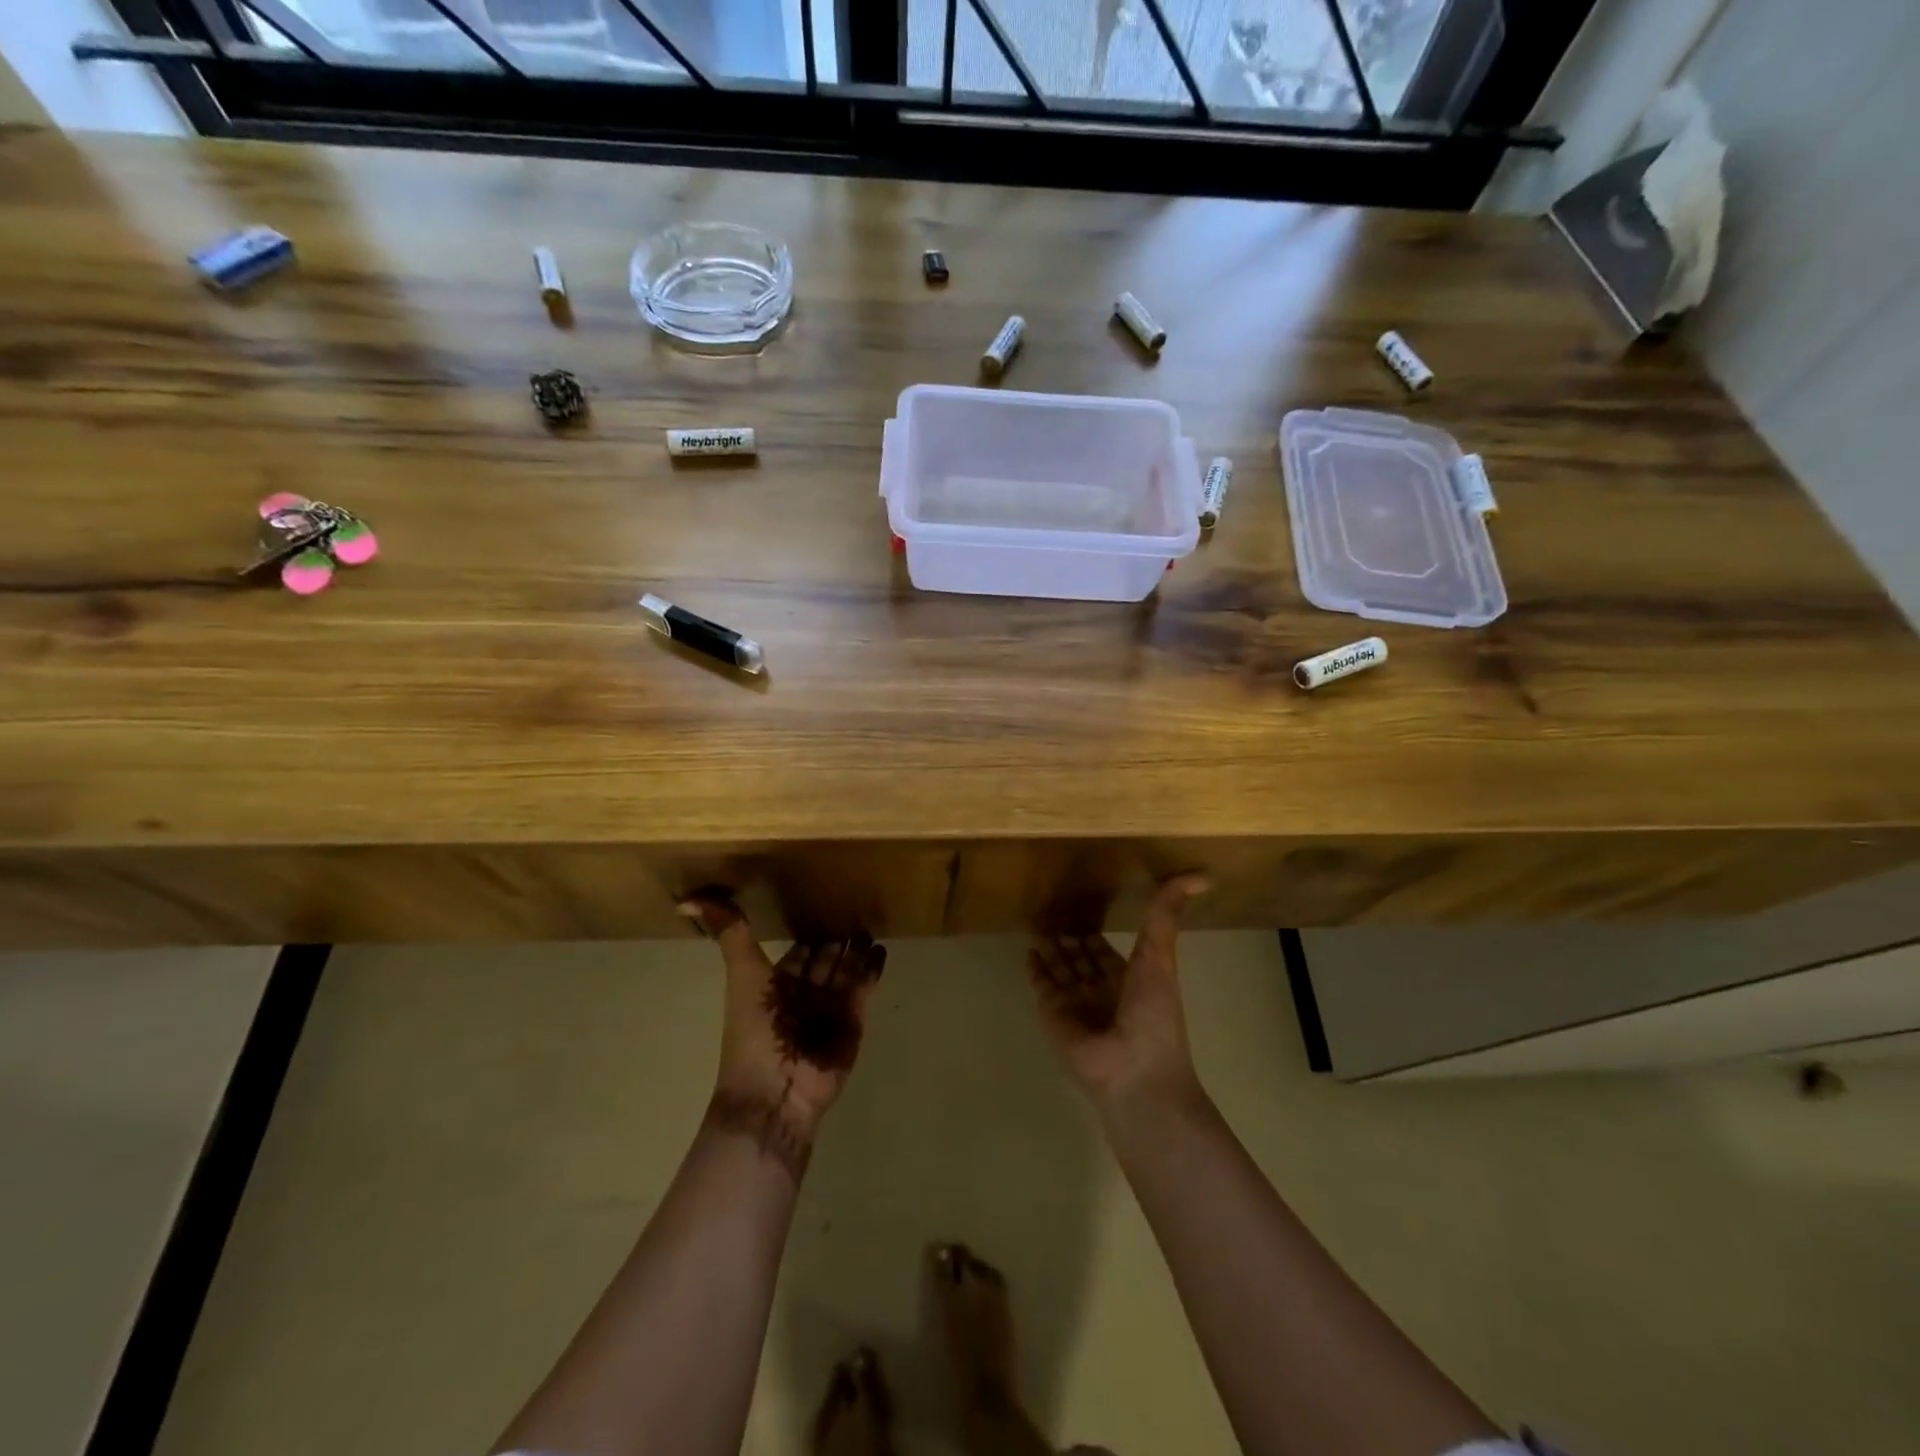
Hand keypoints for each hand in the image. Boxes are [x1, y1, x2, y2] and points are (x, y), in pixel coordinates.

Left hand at [678, 895, 886, 1145]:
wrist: (774, 1091)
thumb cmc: (755, 1031)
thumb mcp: (742, 974)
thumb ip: (730, 934)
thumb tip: (688, 900)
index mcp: (777, 984)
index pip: (800, 950)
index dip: (810, 930)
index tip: (825, 901)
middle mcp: (805, 993)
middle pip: (826, 958)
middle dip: (839, 937)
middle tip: (858, 905)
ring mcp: (831, 1007)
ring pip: (847, 969)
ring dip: (858, 949)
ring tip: (872, 921)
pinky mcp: (854, 1021)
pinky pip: (866, 988)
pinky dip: (873, 969)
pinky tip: (882, 948)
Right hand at [1026, 874, 1207, 1104]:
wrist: (1133, 1071)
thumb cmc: (1153, 1014)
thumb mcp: (1161, 956)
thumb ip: (1166, 914)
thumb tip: (1201, 875)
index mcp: (1130, 980)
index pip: (1107, 952)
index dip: (1096, 934)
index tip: (1082, 907)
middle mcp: (1101, 991)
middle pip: (1081, 959)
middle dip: (1070, 939)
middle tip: (1050, 911)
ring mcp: (1076, 1003)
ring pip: (1060, 969)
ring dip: (1051, 949)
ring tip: (1035, 922)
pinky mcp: (1053, 1013)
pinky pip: (1042, 985)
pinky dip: (1035, 968)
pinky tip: (1029, 950)